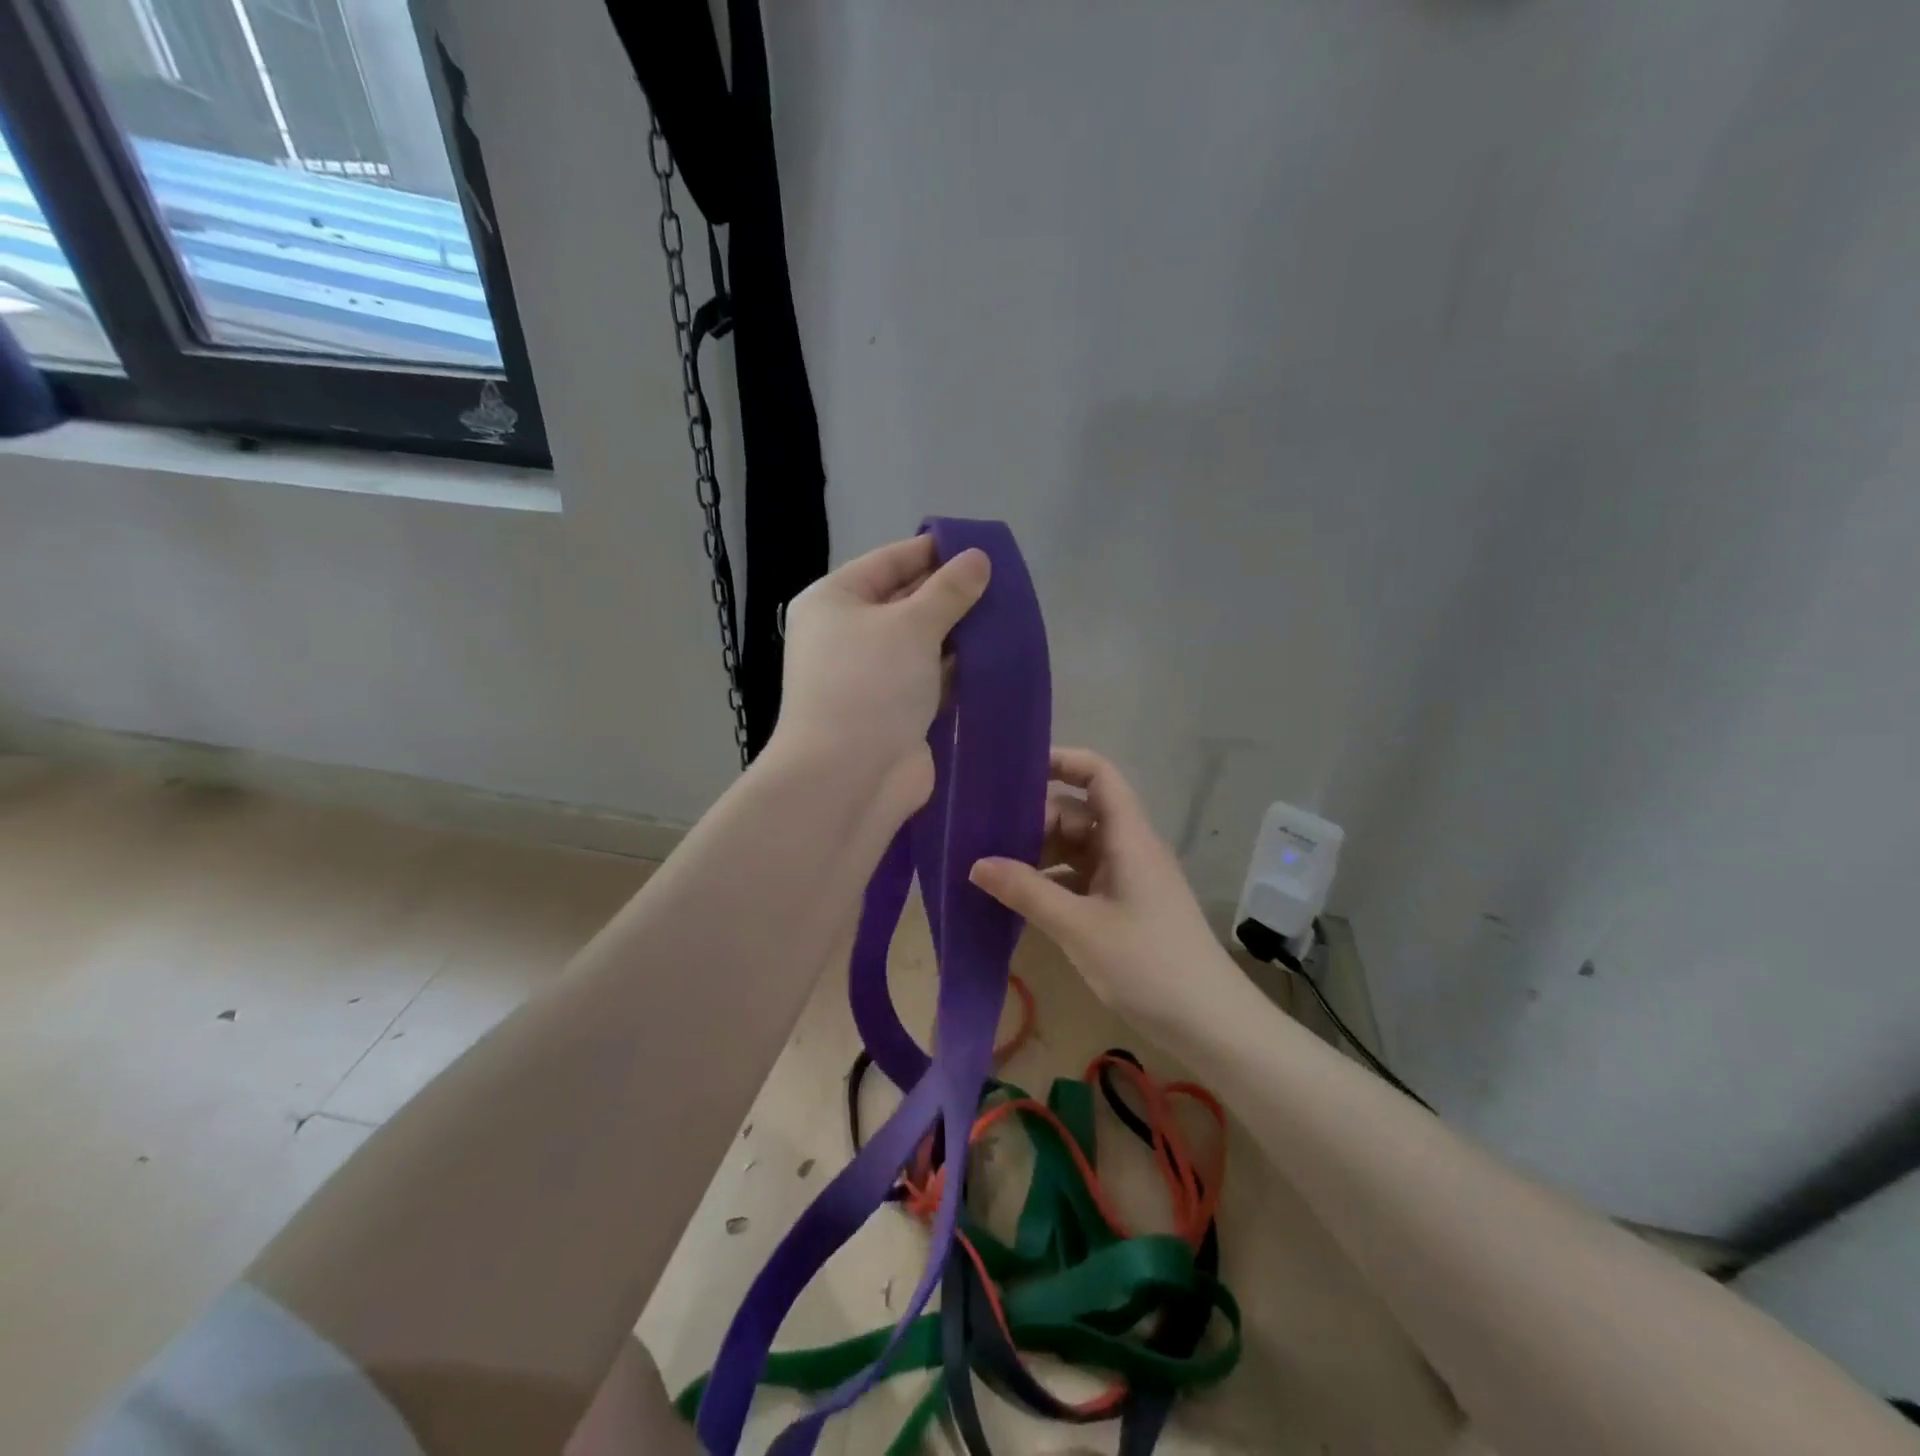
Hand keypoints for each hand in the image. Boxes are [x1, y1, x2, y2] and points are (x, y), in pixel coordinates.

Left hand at [769, 534, 990, 824]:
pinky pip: (930, 679)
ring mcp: (871, 677)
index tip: (980, 546)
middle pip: (905, 601)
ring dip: (959, 634)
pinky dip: (957, 670)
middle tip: (1004, 584)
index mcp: (834, 601)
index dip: (933, 550)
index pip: (889, 561)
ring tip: (1009, 616)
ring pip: (922, 644)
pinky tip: (995, 658)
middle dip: (951, 594)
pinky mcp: (894, 711)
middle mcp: (847, 635)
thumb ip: (949, 590)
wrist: (849, 777)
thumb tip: (977, 558)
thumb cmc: (870, 684)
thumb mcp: (912, 625)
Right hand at [970, 748, 1240, 1034]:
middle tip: (989, 840)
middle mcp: (1129, 848)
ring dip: (1040, 855)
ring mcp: (1129, 879)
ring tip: (994, 870)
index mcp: (1127, 837)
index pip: (1098, 774)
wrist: (1211, 1025)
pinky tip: (1021, 901)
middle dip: (1035, 820)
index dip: (1061, 762)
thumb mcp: (1079, 927)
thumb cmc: (1148, 965)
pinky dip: (1053, 883)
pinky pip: (1083, 879)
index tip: (1014, 773)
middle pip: (1078, 813)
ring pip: (1078, 848)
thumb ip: (1026, 891)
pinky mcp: (1126, 907)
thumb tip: (976, 864)